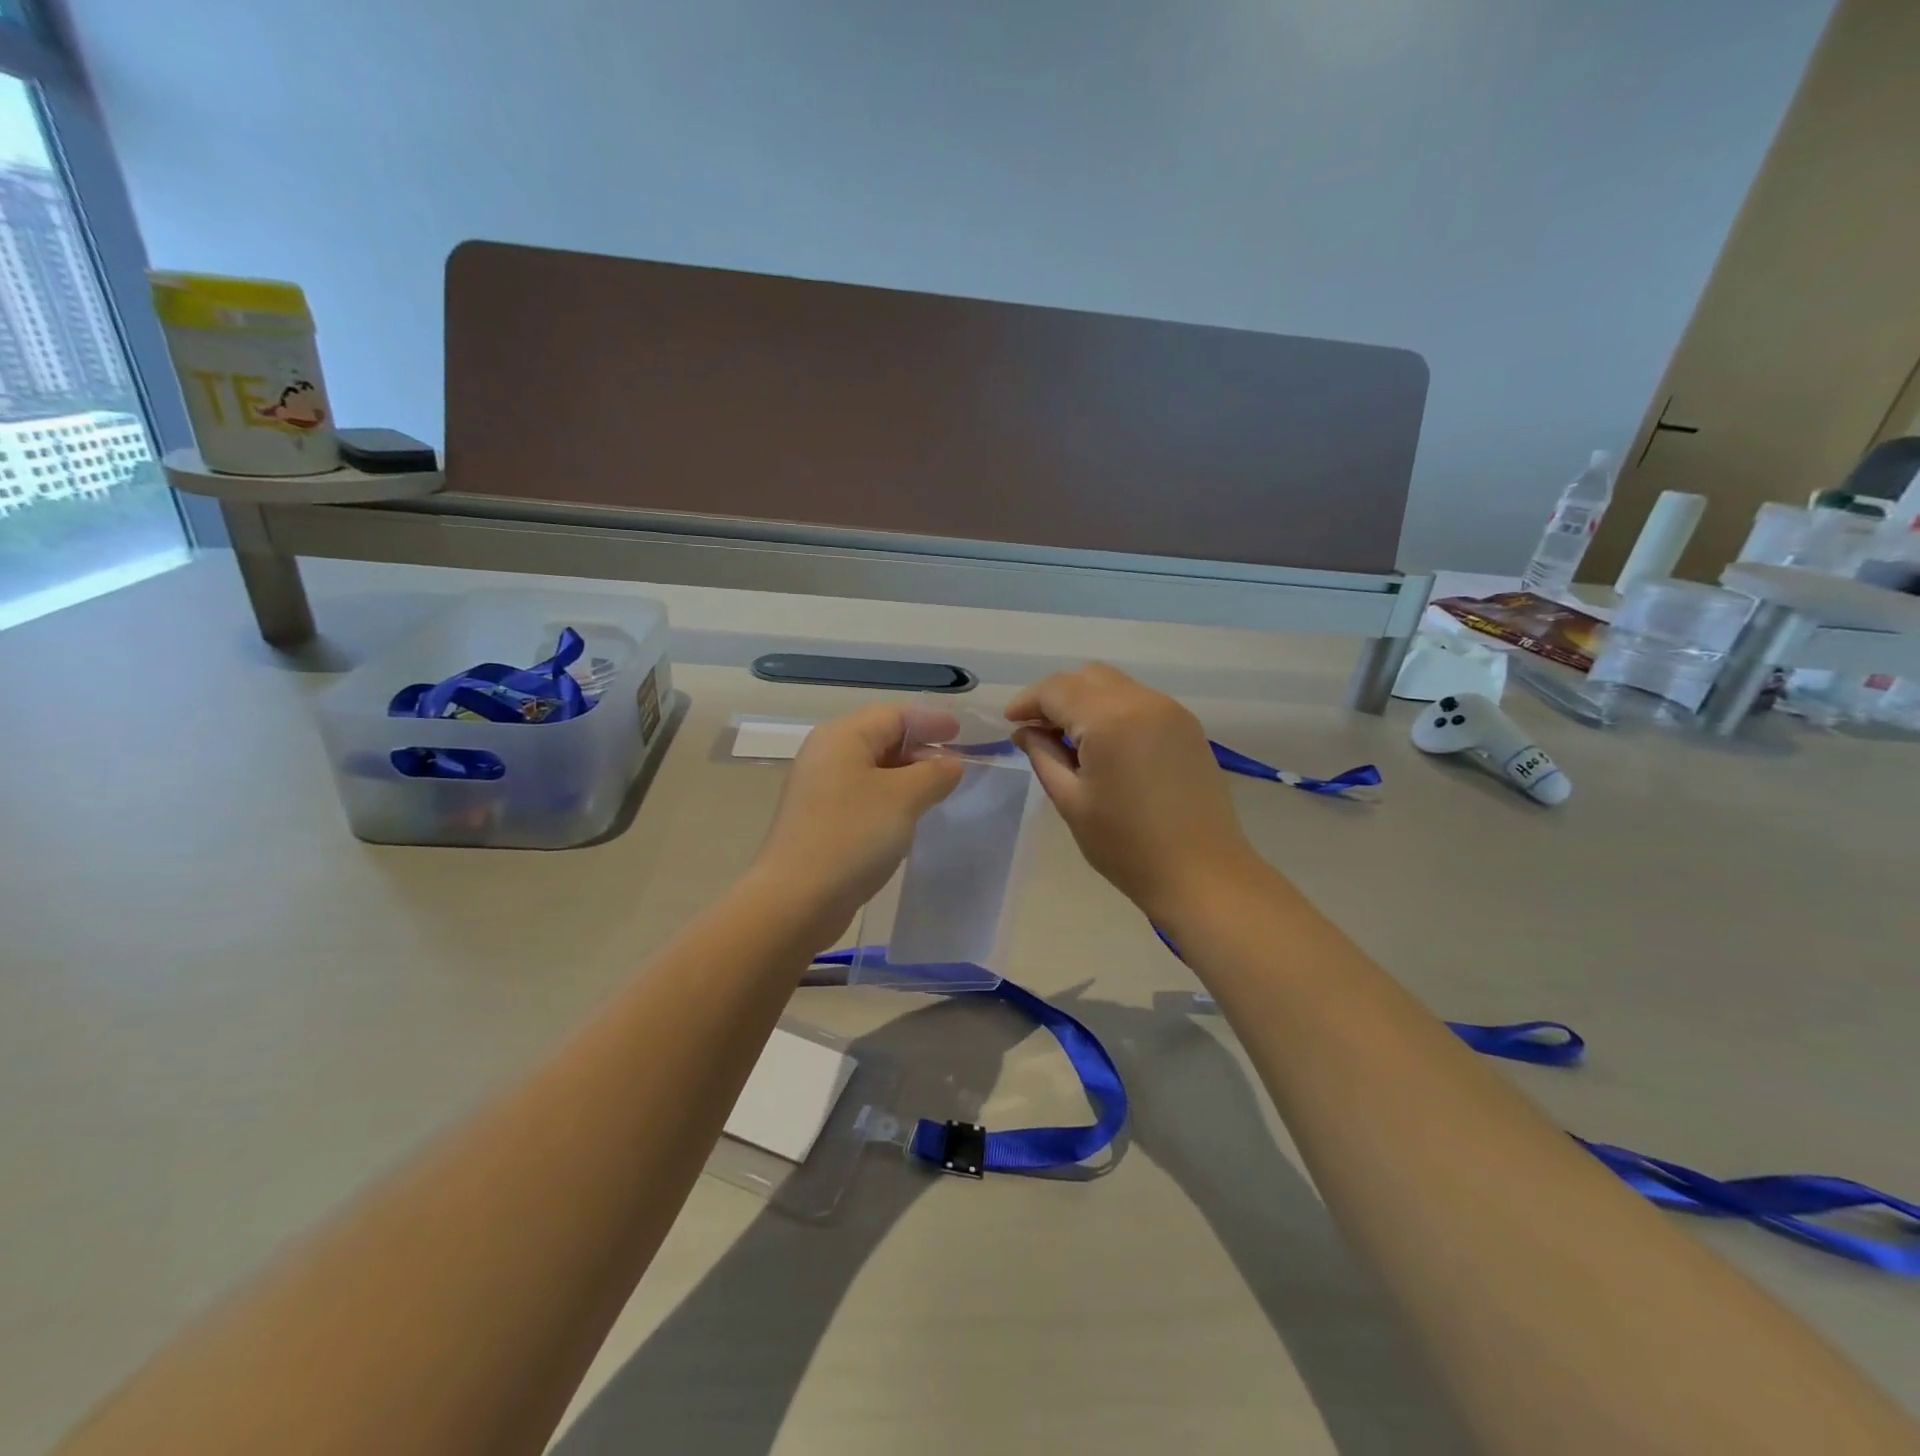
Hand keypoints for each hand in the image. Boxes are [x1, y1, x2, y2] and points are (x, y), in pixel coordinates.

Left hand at [752, 704, 964, 939]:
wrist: (796, 900)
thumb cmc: (852, 836)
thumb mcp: (904, 798)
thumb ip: (934, 773)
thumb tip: (950, 763)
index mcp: (843, 737)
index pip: (894, 715)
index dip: (931, 722)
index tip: (963, 735)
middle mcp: (827, 755)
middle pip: (882, 739)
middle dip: (921, 750)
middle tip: (957, 768)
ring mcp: (820, 790)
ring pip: (873, 771)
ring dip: (908, 778)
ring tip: (940, 793)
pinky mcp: (820, 822)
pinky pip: (864, 798)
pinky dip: (891, 801)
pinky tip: (910, 820)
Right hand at [1006, 663, 1263, 920]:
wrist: (1202, 875)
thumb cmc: (1127, 845)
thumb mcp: (1071, 801)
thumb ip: (1043, 756)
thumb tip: (1025, 731)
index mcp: (1110, 719)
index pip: (1056, 689)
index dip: (1028, 702)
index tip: (1011, 724)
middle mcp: (1143, 701)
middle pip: (1087, 677)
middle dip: (1057, 696)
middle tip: (1038, 731)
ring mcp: (1171, 711)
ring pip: (1115, 686)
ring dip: (1086, 702)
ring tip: (1070, 741)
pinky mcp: (1188, 727)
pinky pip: (1140, 702)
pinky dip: (1114, 711)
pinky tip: (1105, 746)